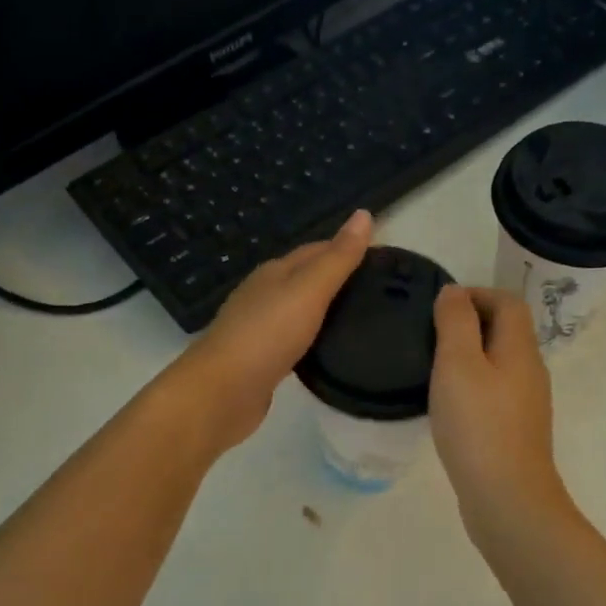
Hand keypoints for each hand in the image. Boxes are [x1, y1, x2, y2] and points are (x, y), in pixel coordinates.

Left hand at [169, 210, 373, 450]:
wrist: (222, 392)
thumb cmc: (267, 334)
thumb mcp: (309, 290)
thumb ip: (338, 258)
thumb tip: (364, 213)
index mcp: (275, 272)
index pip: (316, 250)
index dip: (347, 249)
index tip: (383, 260)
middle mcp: (264, 294)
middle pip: (306, 278)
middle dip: (338, 279)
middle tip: (380, 292)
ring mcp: (259, 328)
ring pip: (299, 310)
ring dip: (325, 310)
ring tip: (361, 319)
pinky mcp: (260, 360)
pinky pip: (293, 340)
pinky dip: (313, 338)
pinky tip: (328, 349)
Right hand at [429, 286, 570, 540]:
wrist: (507, 498)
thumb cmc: (478, 426)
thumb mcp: (458, 364)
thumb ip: (455, 322)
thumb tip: (454, 292)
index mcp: (520, 349)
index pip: (508, 302)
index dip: (476, 293)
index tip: (439, 307)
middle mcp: (530, 371)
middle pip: (506, 330)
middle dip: (470, 322)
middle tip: (429, 334)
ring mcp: (526, 403)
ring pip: (499, 362)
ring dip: (469, 355)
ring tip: (433, 366)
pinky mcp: (515, 430)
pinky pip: (495, 391)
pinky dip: (472, 384)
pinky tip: (449, 403)